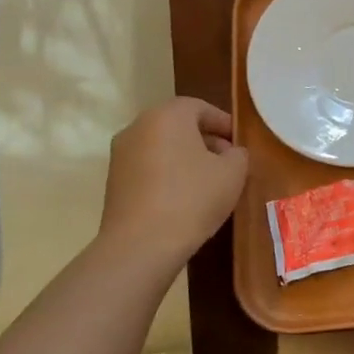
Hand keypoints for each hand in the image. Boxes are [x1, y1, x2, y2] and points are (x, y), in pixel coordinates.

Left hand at [96, 98, 248, 266]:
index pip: (200, 107)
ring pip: (161, 146)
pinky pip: (148, 167)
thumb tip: (231, 153)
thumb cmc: (192, 198)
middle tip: (227, 161)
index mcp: (167, 116)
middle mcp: (138, 127)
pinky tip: (184, 197)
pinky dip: (167, 173)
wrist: (140, 245)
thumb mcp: (233, 173)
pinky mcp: (113, 181)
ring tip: (208, 182)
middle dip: (205, 139)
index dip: (223, 123)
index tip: (239, 142)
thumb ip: (238, 154)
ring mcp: (120, 155)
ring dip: (185, 157)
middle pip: (178, 125)